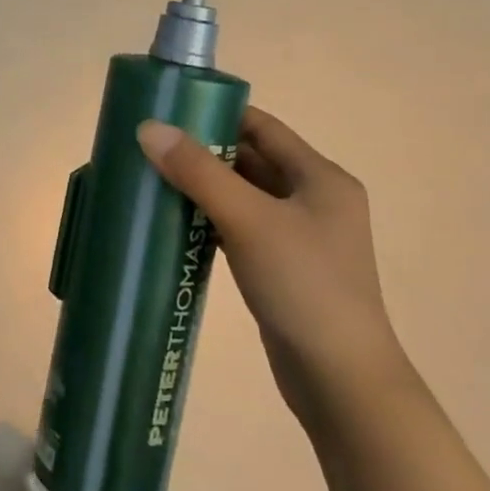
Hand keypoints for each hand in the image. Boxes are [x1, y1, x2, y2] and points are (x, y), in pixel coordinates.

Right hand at [136, 108, 409, 425]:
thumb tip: (148, 128)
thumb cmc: (303, 286)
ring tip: (151, 178)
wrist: (341, 380)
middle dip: (201, 151)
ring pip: (241, 195)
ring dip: (201, 186)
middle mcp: (314, 199)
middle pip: (249, 159)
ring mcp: (299, 236)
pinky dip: (208, 218)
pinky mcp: (283, 266)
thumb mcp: (248, 219)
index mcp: (320, 178)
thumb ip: (198, 171)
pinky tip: (174, 222)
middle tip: (148, 145)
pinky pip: (239, 226)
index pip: (261, 126)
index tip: (167, 110)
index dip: (215, 113)